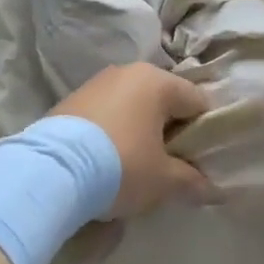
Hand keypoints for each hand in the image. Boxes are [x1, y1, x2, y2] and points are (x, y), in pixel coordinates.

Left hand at [50, 63, 213, 216]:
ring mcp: (95, 83)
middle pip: (162, 101)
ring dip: (139, 131)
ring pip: (132, 106)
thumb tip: (213, 191)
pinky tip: (105, 161)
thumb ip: (191, 182)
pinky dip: (112, 132)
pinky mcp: (70, 100)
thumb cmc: (120, 166)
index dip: (204, 132)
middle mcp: (127, 72)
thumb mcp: (163, 180)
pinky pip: (105, 114)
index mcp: (156, 81)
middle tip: (168, 166)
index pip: (196, 101)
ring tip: (134, 166)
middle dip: (169, 131)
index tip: (199, 161)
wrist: (50, 171)